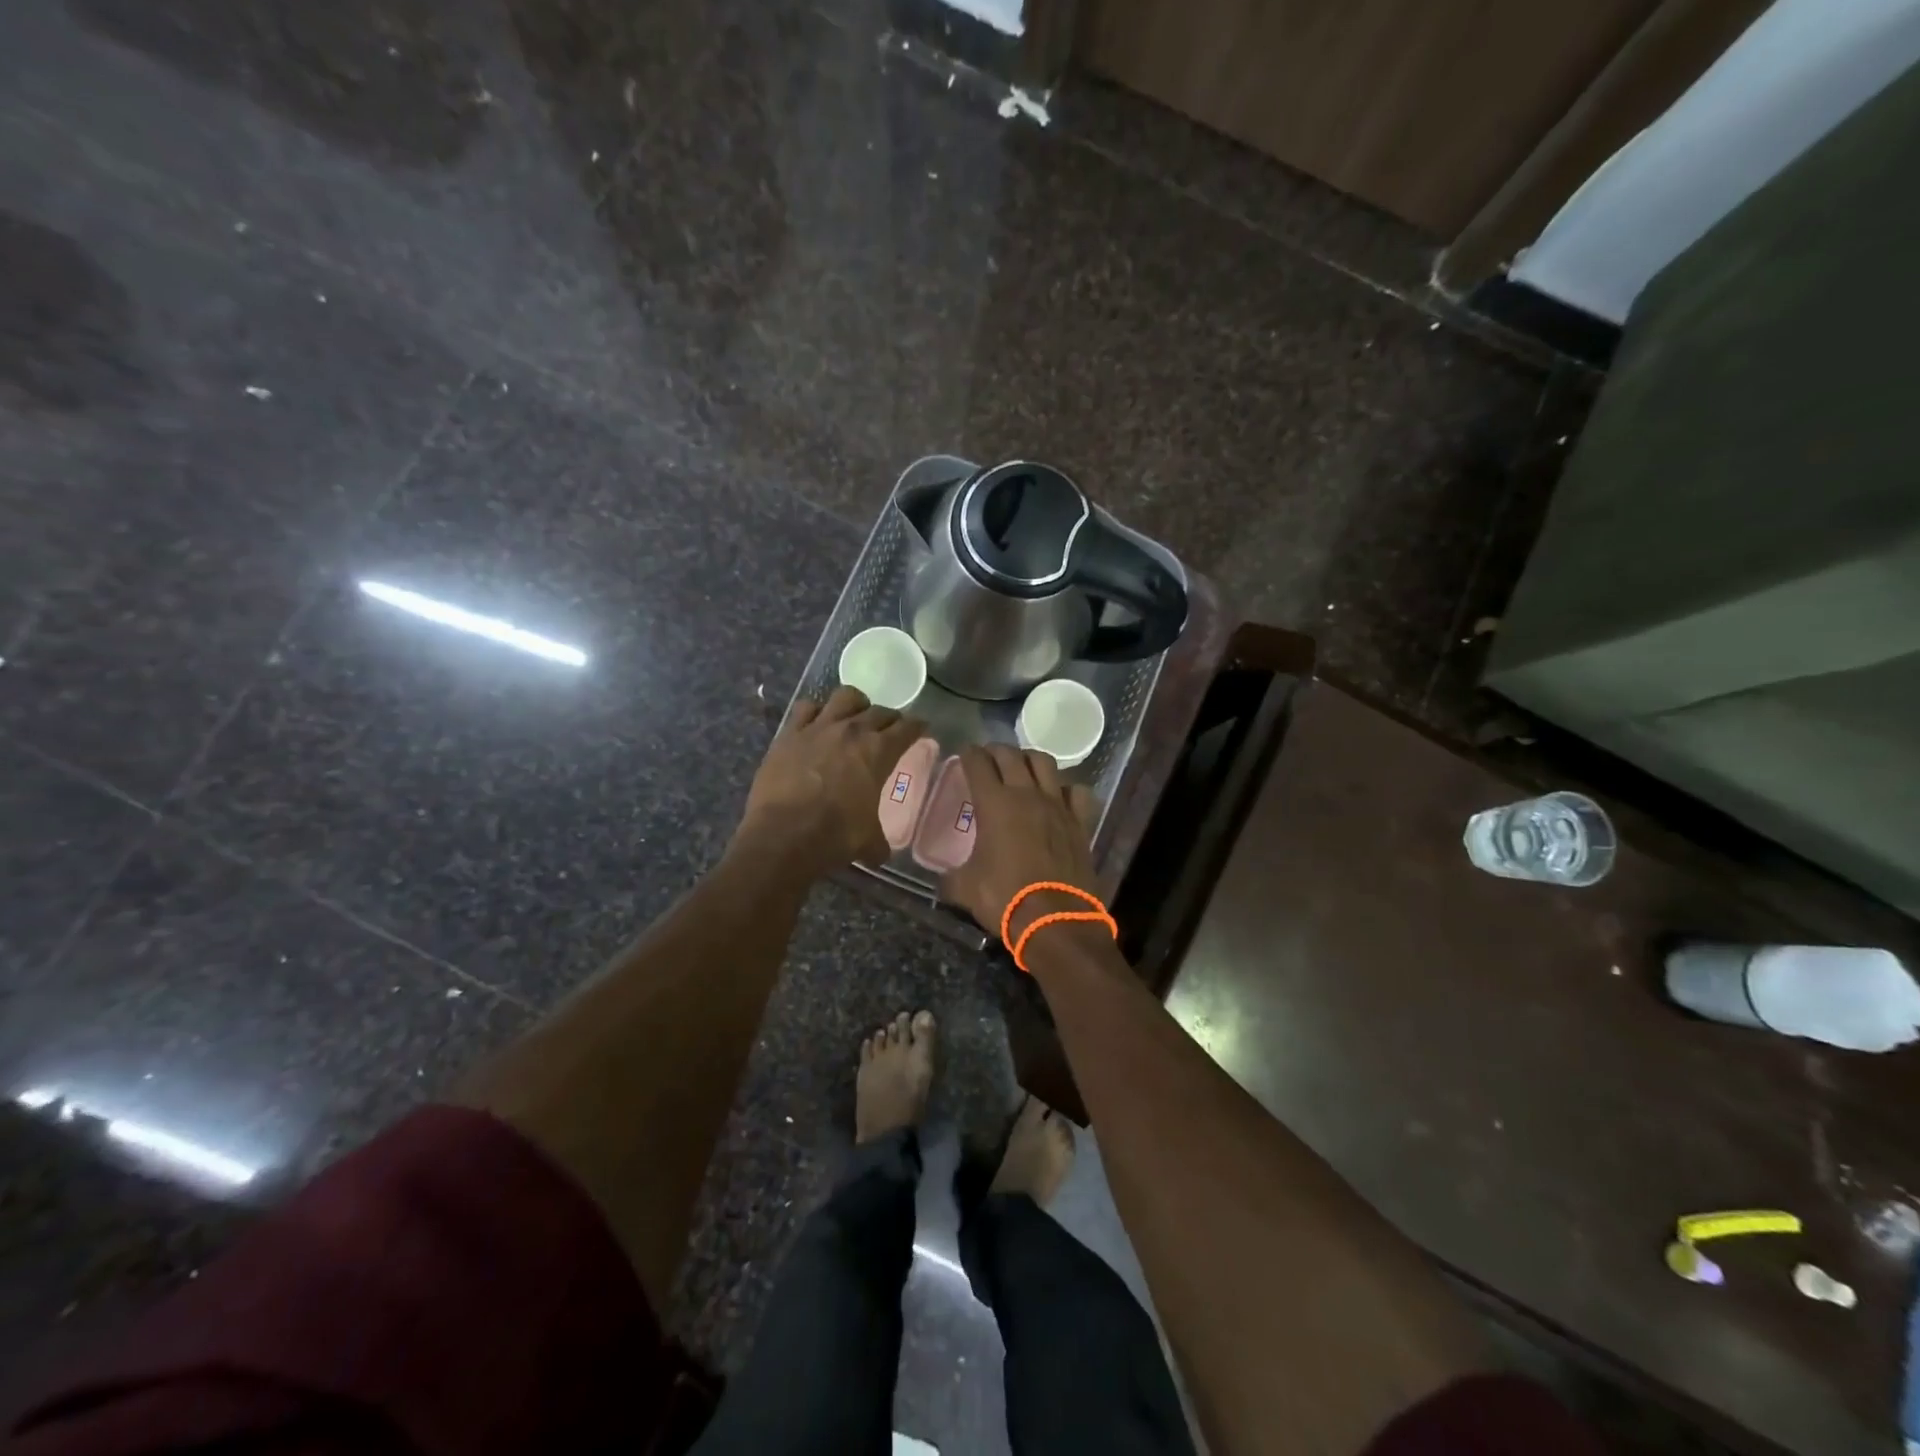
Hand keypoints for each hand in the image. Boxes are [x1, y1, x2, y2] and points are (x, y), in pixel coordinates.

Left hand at [737, 687, 926, 876]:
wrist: (783, 836)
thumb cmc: (835, 836)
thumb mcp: (868, 841)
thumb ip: (878, 841)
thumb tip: (879, 854)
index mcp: (878, 751)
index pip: (907, 728)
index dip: (917, 727)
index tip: (921, 728)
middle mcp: (852, 730)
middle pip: (880, 711)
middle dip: (890, 718)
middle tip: (891, 729)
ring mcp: (818, 727)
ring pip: (845, 697)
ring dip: (856, 704)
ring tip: (855, 716)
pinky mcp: (789, 733)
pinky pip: (806, 708)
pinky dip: (815, 712)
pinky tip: (816, 723)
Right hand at [940, 743, 1098, 941]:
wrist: (1055, 919)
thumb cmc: (1004, 898)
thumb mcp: (965, 888)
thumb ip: (951, 877)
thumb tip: (942, 880)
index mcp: (994, 803)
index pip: (978, 764)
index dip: (968, 754)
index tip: (964, 753)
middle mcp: (1026, 795)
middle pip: (1011, 756)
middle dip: (996, 751)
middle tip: (988, 757)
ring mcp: (1057, 805)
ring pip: (1045, 763)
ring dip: (1029, 759)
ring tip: (1021, 767)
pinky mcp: (1079, 822)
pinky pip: (1075, 791)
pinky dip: (1065, 788)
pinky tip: (1058, 796)